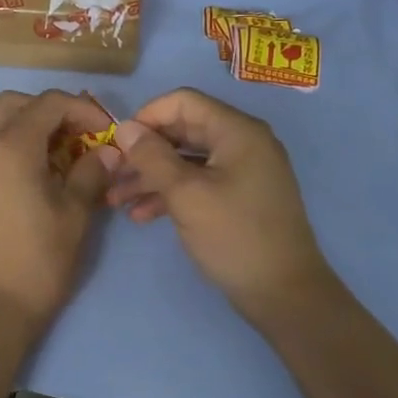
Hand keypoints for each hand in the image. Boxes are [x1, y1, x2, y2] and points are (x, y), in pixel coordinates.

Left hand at [0, 90, 113, 339]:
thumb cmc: (37, 261)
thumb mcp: (75, 215)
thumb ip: (91, 173)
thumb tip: (108, 151)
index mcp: (10, 146)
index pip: (49, 103)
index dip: (83, 109)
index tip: (106, 132)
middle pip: (16, 103)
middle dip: (51, 110)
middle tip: (79, 137)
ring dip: (24, 122)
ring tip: (53, 151)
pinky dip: (5, 140)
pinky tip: (29, 170)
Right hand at [106, 88, 333, 331]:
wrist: (285, 295)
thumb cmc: (235, 237)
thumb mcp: (186, 195)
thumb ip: (152, 157)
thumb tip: (124, 128)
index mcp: (237, 131)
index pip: (183, 102)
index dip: (147, 116)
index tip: (118, 142)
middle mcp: (243, 143)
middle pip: (183, 131)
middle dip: (144, 151)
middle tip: (112, 173)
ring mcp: (243, 171)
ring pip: (187, 160)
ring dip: (151, 176)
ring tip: (117, 200)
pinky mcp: (239, 197)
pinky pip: (199, 182)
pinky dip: (170, 193)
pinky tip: (142, 215)